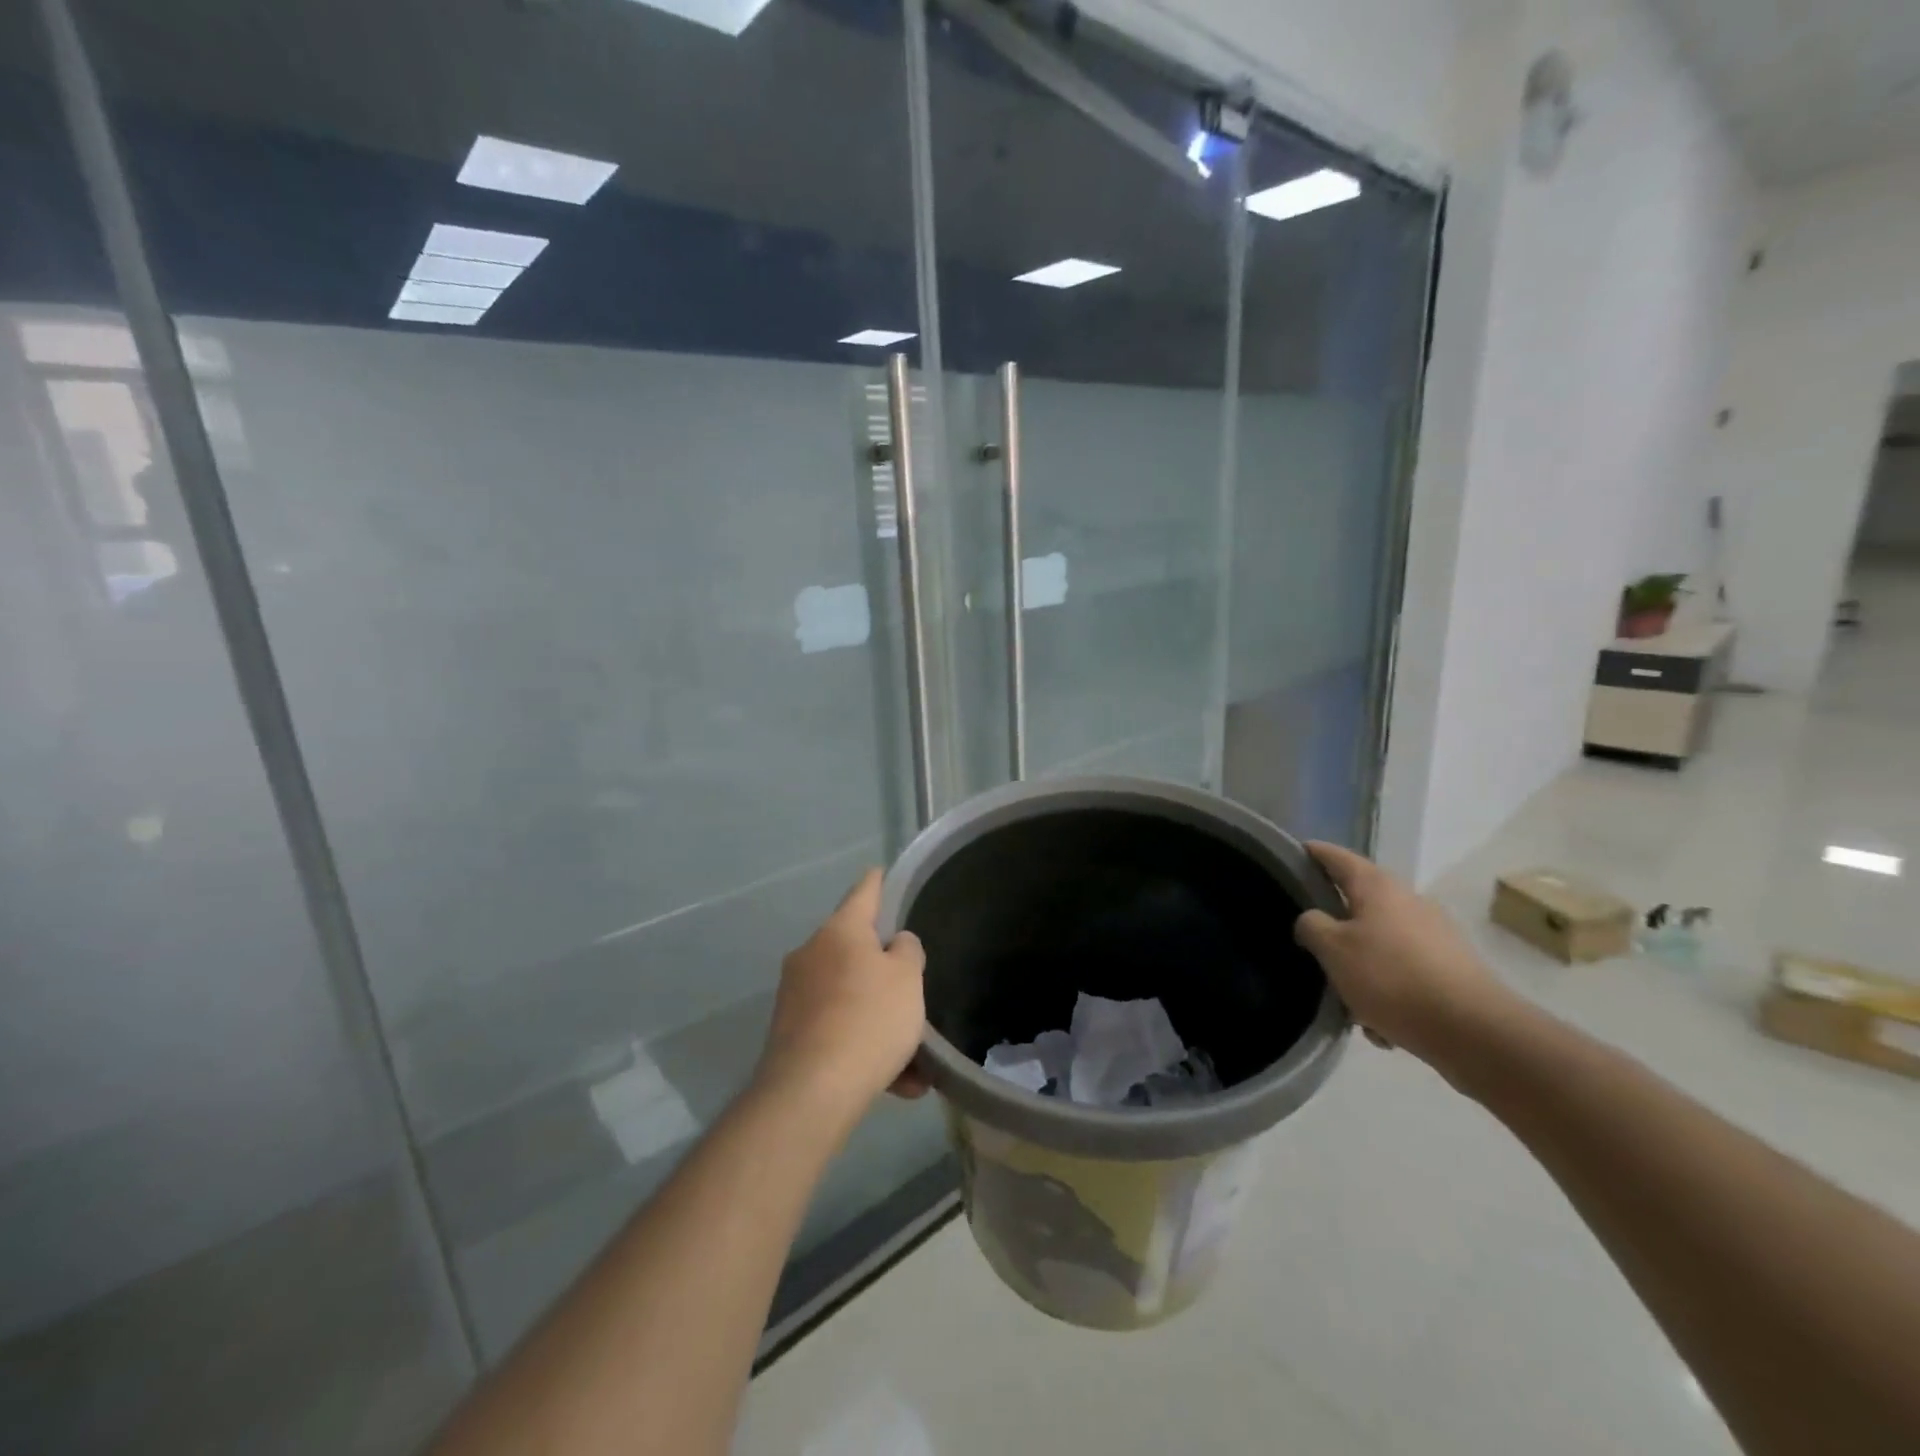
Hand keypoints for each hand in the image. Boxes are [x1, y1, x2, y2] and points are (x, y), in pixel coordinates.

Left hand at [756, 869, 927, 1115]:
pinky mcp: (790, 1034)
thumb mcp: (908, 978)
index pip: (864, 892)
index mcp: (839, 931)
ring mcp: (796, 995)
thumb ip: (907, 952)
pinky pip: (838, 1030)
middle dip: (886, 973)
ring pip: (851, 997)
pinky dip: (865, 1048)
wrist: (810, 1092)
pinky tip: (896, 1084)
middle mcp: (811, 954)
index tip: (884, 873)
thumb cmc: (868, 1019)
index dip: (879, 882)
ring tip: (915, 1062)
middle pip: (856, 950)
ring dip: (881, 1020)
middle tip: (914, 991)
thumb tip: (894, 944)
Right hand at [1292, 841, 1514, 1072]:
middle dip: (1334, 926)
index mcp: (1377, 886)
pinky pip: (1403, 971)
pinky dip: (1387, 990)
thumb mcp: (1333, 950)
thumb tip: (1313, 920)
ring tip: (1349, 1001)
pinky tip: (1381, 1023)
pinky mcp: (1450, 966)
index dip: (1311, 853)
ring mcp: (1434, 933)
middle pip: (1358, 902)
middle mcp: (1408, 900)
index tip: (1289, 855)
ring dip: (1360, 966)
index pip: (1335, 856)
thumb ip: (1311, 926)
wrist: (1474, 1031)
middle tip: (1312, 946)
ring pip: (1379, 942)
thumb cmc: (1392, 978)